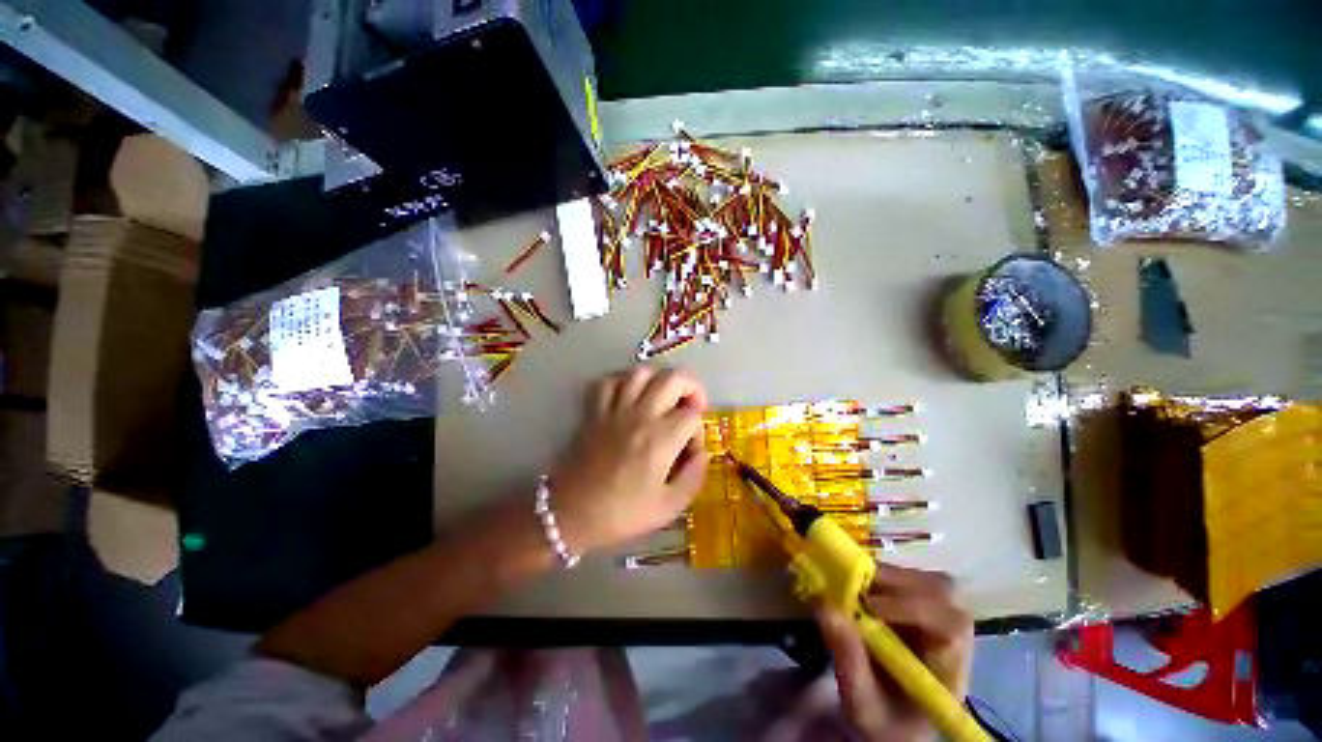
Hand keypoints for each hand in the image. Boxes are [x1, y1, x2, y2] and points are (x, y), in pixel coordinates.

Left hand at [549, 367, 708, 553]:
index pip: (692, 415)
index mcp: (660, 440)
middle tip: (691, 406)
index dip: (699, 430)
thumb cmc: (621, 513)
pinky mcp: (594, 410)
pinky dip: (623, 381)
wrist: (571, 514)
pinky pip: (609, 380)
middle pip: (672, 378)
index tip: (690, 450)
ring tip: (663, 397)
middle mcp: (639, 416)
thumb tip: (701, 451)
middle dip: (691, 387)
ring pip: (641, 372)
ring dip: (659, 379)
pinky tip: (631, 397)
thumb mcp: (669, 507)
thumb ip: (694, 476)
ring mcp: (614, 409)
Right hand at [814, 563, 973, 741]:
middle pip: (944, 592)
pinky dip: (883, 577)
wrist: (890, 726)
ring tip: (856, 583)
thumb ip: (847, 660)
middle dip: (899, 582)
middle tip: (859, 585)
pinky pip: (910, 581)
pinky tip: (861, 587)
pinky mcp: (920, 610)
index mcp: (949, 669)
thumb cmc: (882, 723)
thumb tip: (824, 605)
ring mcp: (938, 621)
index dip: (914, 607)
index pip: (951, 625)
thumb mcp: (862, 704)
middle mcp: (952, 639)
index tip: (871, 606)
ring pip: (928, 581)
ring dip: (890, 577)